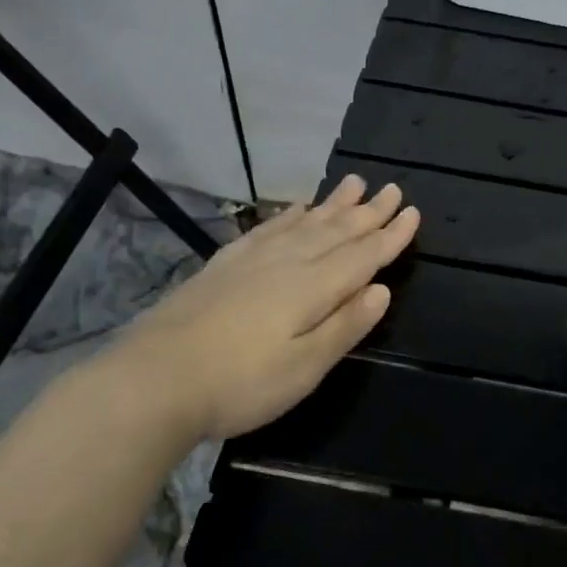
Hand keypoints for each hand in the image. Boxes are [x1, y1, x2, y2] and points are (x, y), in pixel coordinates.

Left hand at [101, 174, 419, 443]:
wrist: (154, 380)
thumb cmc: (240, 384)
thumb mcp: (304, 367)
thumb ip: (344, 326)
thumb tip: (381, 291)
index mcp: (312, 288)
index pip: (361, 256)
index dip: (390, 236)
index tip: (413, 212)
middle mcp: (286, 263)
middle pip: (335, 231)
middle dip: (367, 212)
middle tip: (392, 189)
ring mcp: (251, 261)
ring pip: (303, 223)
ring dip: (332, 205)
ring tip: (353, 183)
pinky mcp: (223, 266)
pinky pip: (267, 229)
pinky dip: (288, 216)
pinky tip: (295, 209)